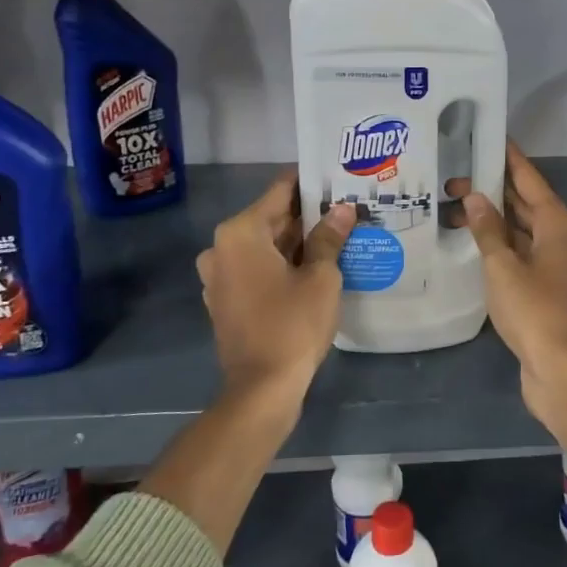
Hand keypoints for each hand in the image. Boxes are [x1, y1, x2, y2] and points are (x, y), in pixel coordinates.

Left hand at [196, 172, 354, 412]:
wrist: (262, 389)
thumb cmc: (292, 325)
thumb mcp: (320, 277)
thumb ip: (329, 238)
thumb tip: (343, 210)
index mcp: (240, 232)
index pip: (280, 191)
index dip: (310, 183)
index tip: (337, 177)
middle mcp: (221, 247)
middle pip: (271, 218)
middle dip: (307, 214)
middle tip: (346, 206)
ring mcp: (220, 276)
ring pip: (265, 245)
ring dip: (297, 241)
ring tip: (338, 233)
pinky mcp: (226, 299)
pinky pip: (257, 268)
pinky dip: (282, 264)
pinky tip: (315, 265)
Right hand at [463, 143, 566, 407]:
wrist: (561, 368)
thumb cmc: (534, 310)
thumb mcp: (503, 266)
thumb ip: (488, 230)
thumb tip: (476, 198)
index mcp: (557, 223)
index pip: (529, 179)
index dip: (509, 158)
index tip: (488, 137)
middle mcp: (560, 237)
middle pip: (524, 203)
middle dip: (492, 190)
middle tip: (453, 178)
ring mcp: (554, 264)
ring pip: (520, 229)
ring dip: (492, 220)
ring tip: (452, 209)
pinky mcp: (544, 287)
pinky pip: (519, 253)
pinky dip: (497, 245)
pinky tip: (471, 244)